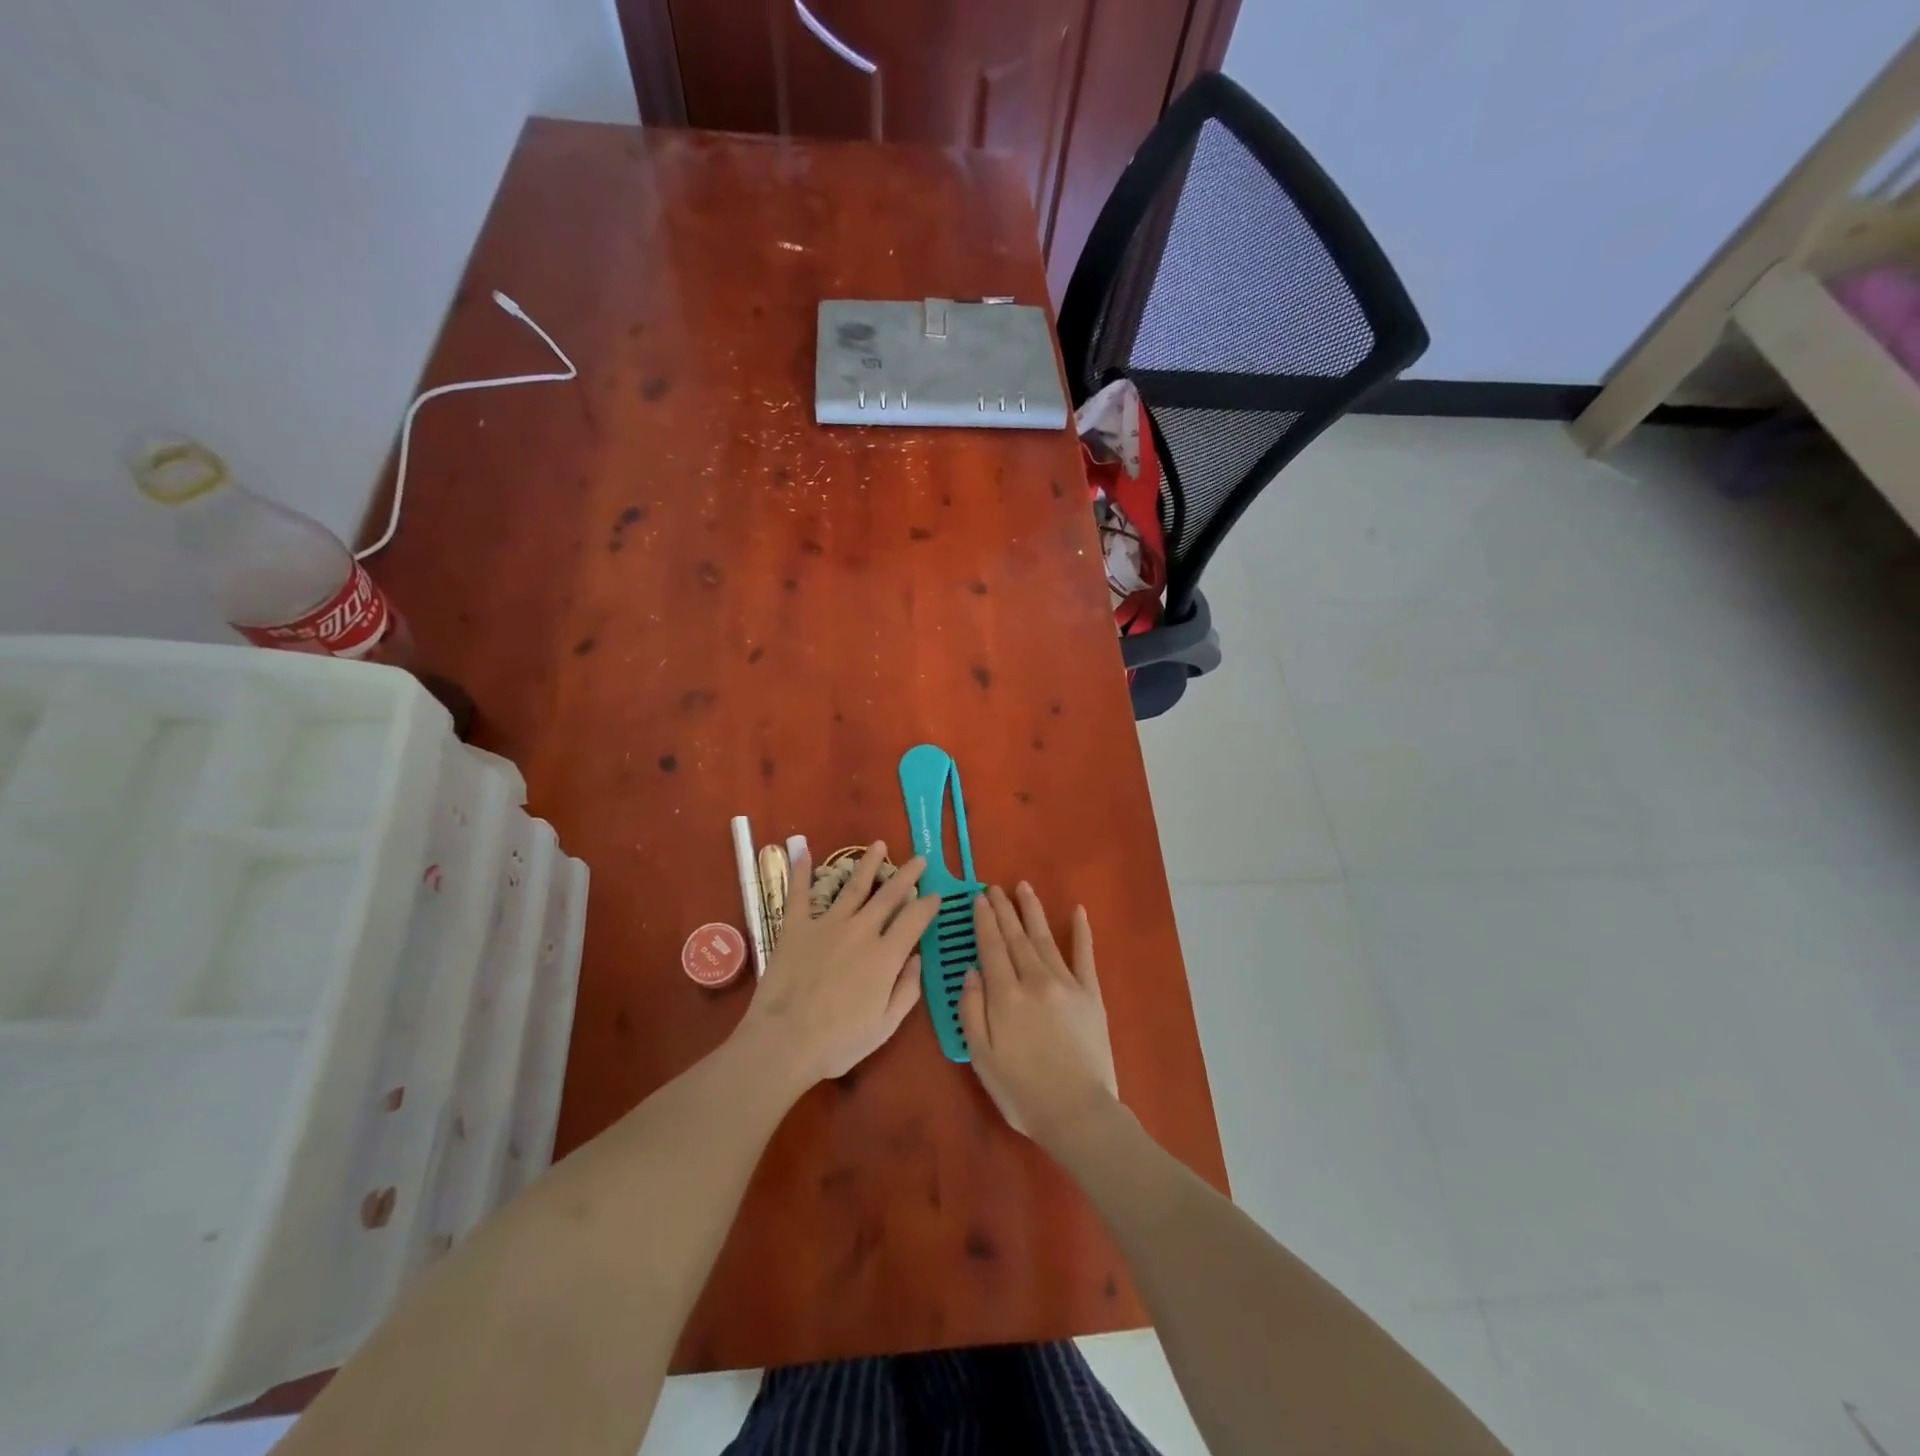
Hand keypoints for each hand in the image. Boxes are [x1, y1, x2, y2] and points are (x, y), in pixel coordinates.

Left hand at [735, 843, 939, 1086]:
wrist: (785, 1041)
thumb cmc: (839, 1041)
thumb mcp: (886, 1025)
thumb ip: (907, 989)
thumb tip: (918, 958)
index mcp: (886, 955)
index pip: (914, 920)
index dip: (928, 905)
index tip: (936, 895)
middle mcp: (861, 930)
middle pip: (889, 895)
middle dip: (907, 875)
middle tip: (919, 859)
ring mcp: (827, 924)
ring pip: (853, 886)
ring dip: (868, 864)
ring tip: (880, 846)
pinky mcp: (796, 927)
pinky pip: (799, 893)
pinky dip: (800, 871)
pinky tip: (802, 851)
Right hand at [958, 883, 1118, 1151]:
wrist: (1078, 1112)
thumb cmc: (1022, 1091)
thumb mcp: (982, 1057)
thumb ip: (972, 1010)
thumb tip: (971, 971)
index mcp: (1005, 995)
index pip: (992, 947)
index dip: (984, 921)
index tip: (979, 898)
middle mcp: (1035, 980)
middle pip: (1016, 937)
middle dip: (1004, 910)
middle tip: (995, 887)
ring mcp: (1067, 984)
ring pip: (1045, 938)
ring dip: (1032, 912)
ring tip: (1024, 888)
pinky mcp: (1091, 994)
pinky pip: (1085, 956)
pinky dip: (1081, 932)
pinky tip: (1078, 911)